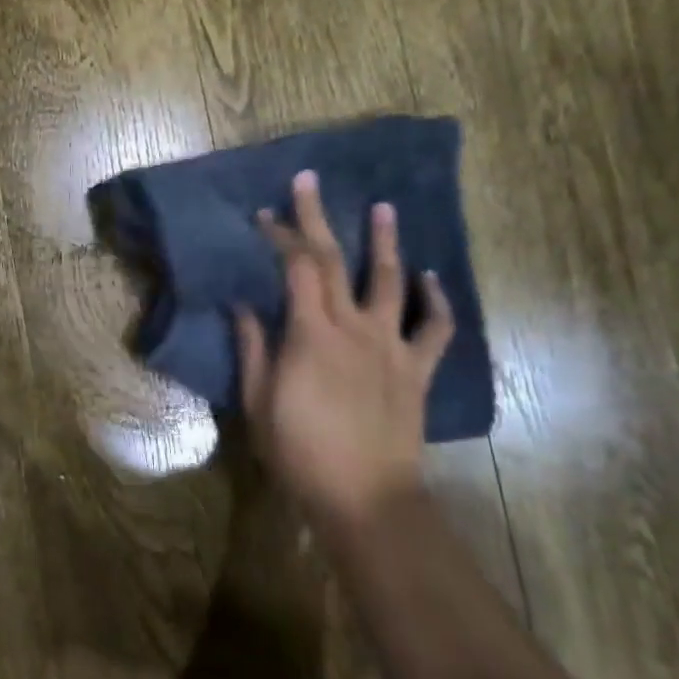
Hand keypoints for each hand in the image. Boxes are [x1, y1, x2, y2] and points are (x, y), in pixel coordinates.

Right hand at [235, 172, 453, 524]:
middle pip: (334, 260)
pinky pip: (436, 328)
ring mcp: (391, 346)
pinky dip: (436, 300)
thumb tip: (242, 306)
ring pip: (391, 282)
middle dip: (318, 217)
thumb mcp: (258, 401)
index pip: (294, 267)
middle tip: (309, 180)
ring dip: (385, 242)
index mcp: (311, 334)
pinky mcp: (416, 369)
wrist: (365, 498)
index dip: (279, 235)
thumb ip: (253, 348)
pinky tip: (430, 278)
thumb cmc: (300, 452)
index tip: (264, 216)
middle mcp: (353, 327)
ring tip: (383, 208)